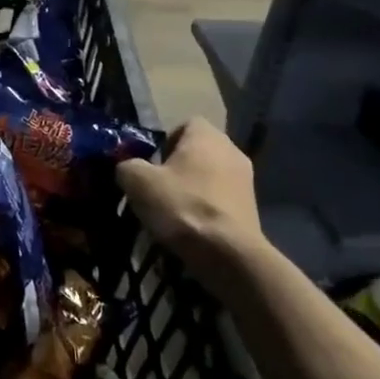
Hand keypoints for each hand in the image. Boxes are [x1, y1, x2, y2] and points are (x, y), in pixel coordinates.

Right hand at [117, 119, 269, 280]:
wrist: (228, 254)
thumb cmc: (182, 206)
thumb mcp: (138, 182)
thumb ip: (127, 166)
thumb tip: (128, 168)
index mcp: (206, 135)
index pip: (185, 124)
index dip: (165, 141)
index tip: (152, 164)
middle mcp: (232, 150)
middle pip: (198, 151)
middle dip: (177, 166)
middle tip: (158, 188)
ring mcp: (246, 180)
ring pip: (210, 176)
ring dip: (192, 188)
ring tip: (173, 212)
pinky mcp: (252, 208)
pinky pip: (221, 199)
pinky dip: (206, 208)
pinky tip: (191, 227)